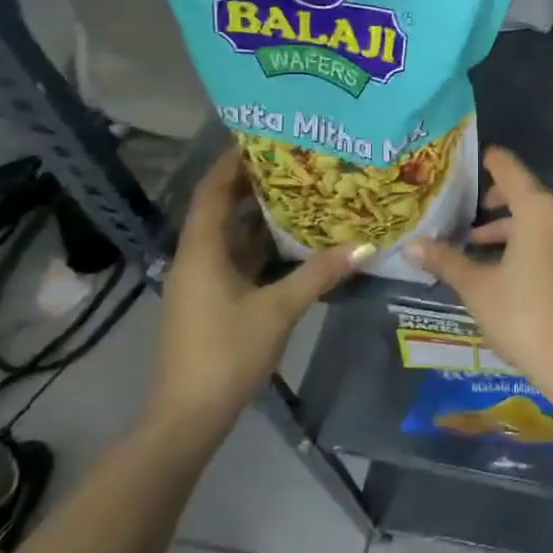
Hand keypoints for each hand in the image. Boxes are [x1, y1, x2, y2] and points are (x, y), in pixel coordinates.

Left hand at [144, 147, 366, 443]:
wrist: (189, 416)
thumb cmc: (227, 352)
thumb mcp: (279, 309)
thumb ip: (319, 273)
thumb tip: (364, 245)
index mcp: (202, 251)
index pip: (212, 191)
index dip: (232, 162)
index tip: (263, 136)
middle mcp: (197, 258)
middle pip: (221, 208)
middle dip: (253, 183)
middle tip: (294, 160)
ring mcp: (203, 281)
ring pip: (231, 235)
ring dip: (260, 215)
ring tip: (301, 191)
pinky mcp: (213, 300)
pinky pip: (237, 259)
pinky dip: (261, 245)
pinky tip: (293, 239)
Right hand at [407, 147, 552, 407]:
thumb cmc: (524, 316)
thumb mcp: (477, 288)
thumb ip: (445, 261)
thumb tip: (411, 245)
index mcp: (537, 208)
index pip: (507, 166)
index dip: (483, 161)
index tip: (456, 164)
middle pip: (521, 190)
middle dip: (487, 199)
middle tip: (454, 210)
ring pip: (533, 216)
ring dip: (503, 225)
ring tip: (469, 243)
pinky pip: (545, 234)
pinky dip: (521, 239)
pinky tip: (496, 265)